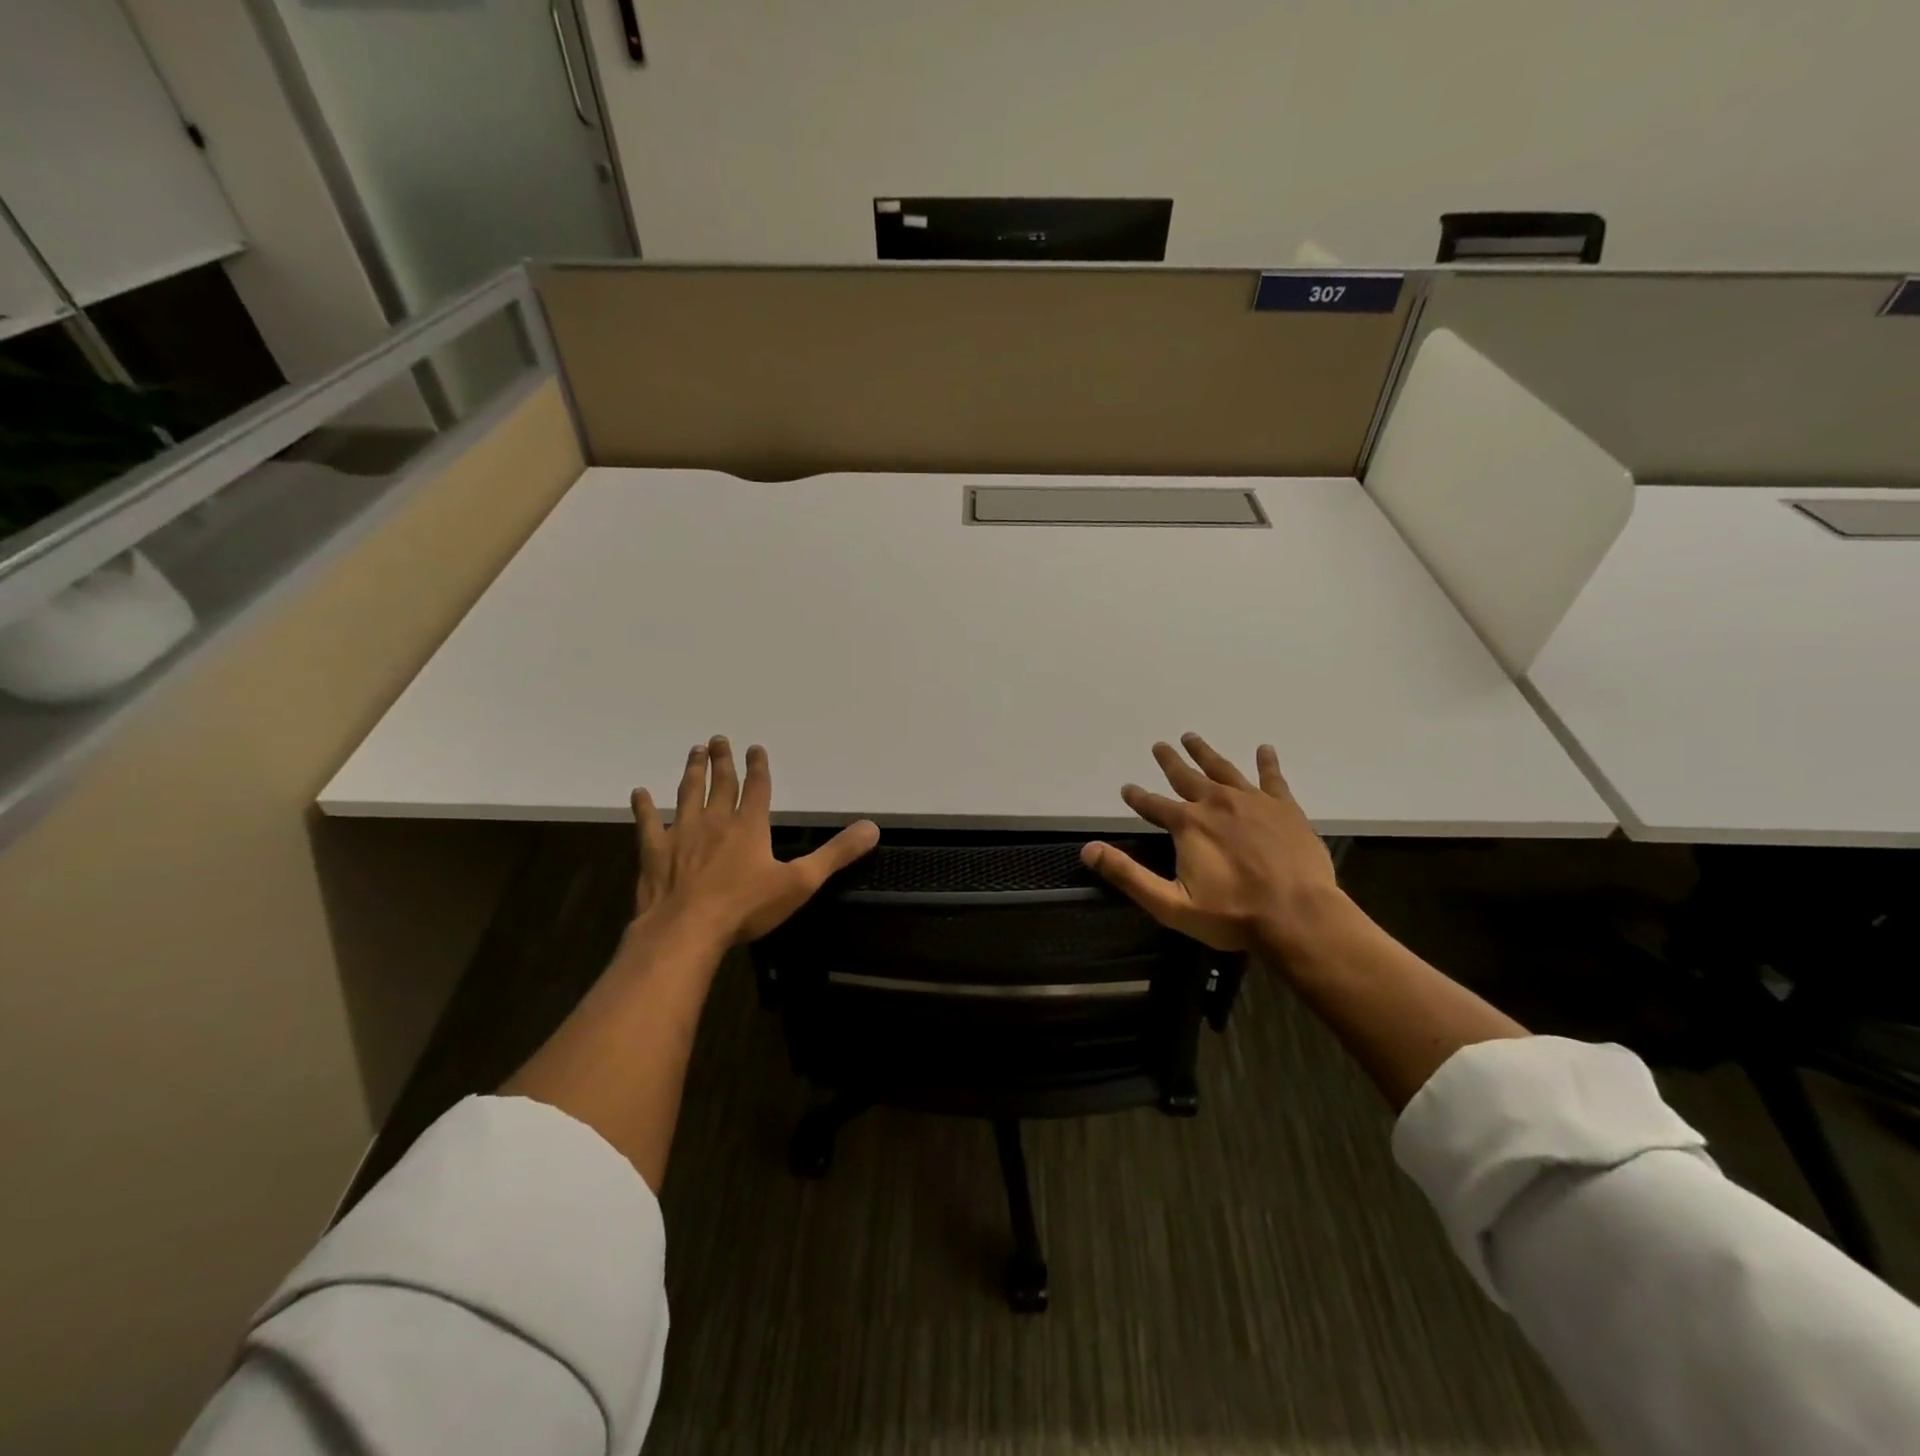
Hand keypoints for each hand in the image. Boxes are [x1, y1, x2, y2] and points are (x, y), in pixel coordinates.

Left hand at [631, 736, 878, 945]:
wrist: (687, 930)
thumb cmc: (746, 907)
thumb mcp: (801, 882)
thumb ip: (836, 854)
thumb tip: (871, 828)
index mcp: (749, 826)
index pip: (757, 788)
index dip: (758, 767)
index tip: (754, 748)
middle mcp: (716, 821)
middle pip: (721, 784)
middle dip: (723, 761)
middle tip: (718, 738)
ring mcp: (682, 834)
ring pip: (688, 794)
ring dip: (693, 772)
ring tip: (695, 751)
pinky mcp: (655, 852)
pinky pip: (648, 823)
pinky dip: (643, 807)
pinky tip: (639, 793)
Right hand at [1081, 733, 1340, 952]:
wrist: (1297, 916)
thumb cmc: (1232, 914)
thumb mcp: (1169, 903)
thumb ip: (1128, 875)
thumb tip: (1089, 850)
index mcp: (1188, 824)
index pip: (1153, 805)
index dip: (1137, 797)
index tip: (1127, 788)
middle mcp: (1216, 803)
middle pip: (1186, 776)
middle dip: (1170, 761)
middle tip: (1160, 745)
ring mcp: (1253, 802)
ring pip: (1223, 769)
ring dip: (1205, 753)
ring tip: (1192, 738)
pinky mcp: (1284, 808)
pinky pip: (1272, 778)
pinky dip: (1266, 763)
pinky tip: (1264, 750)